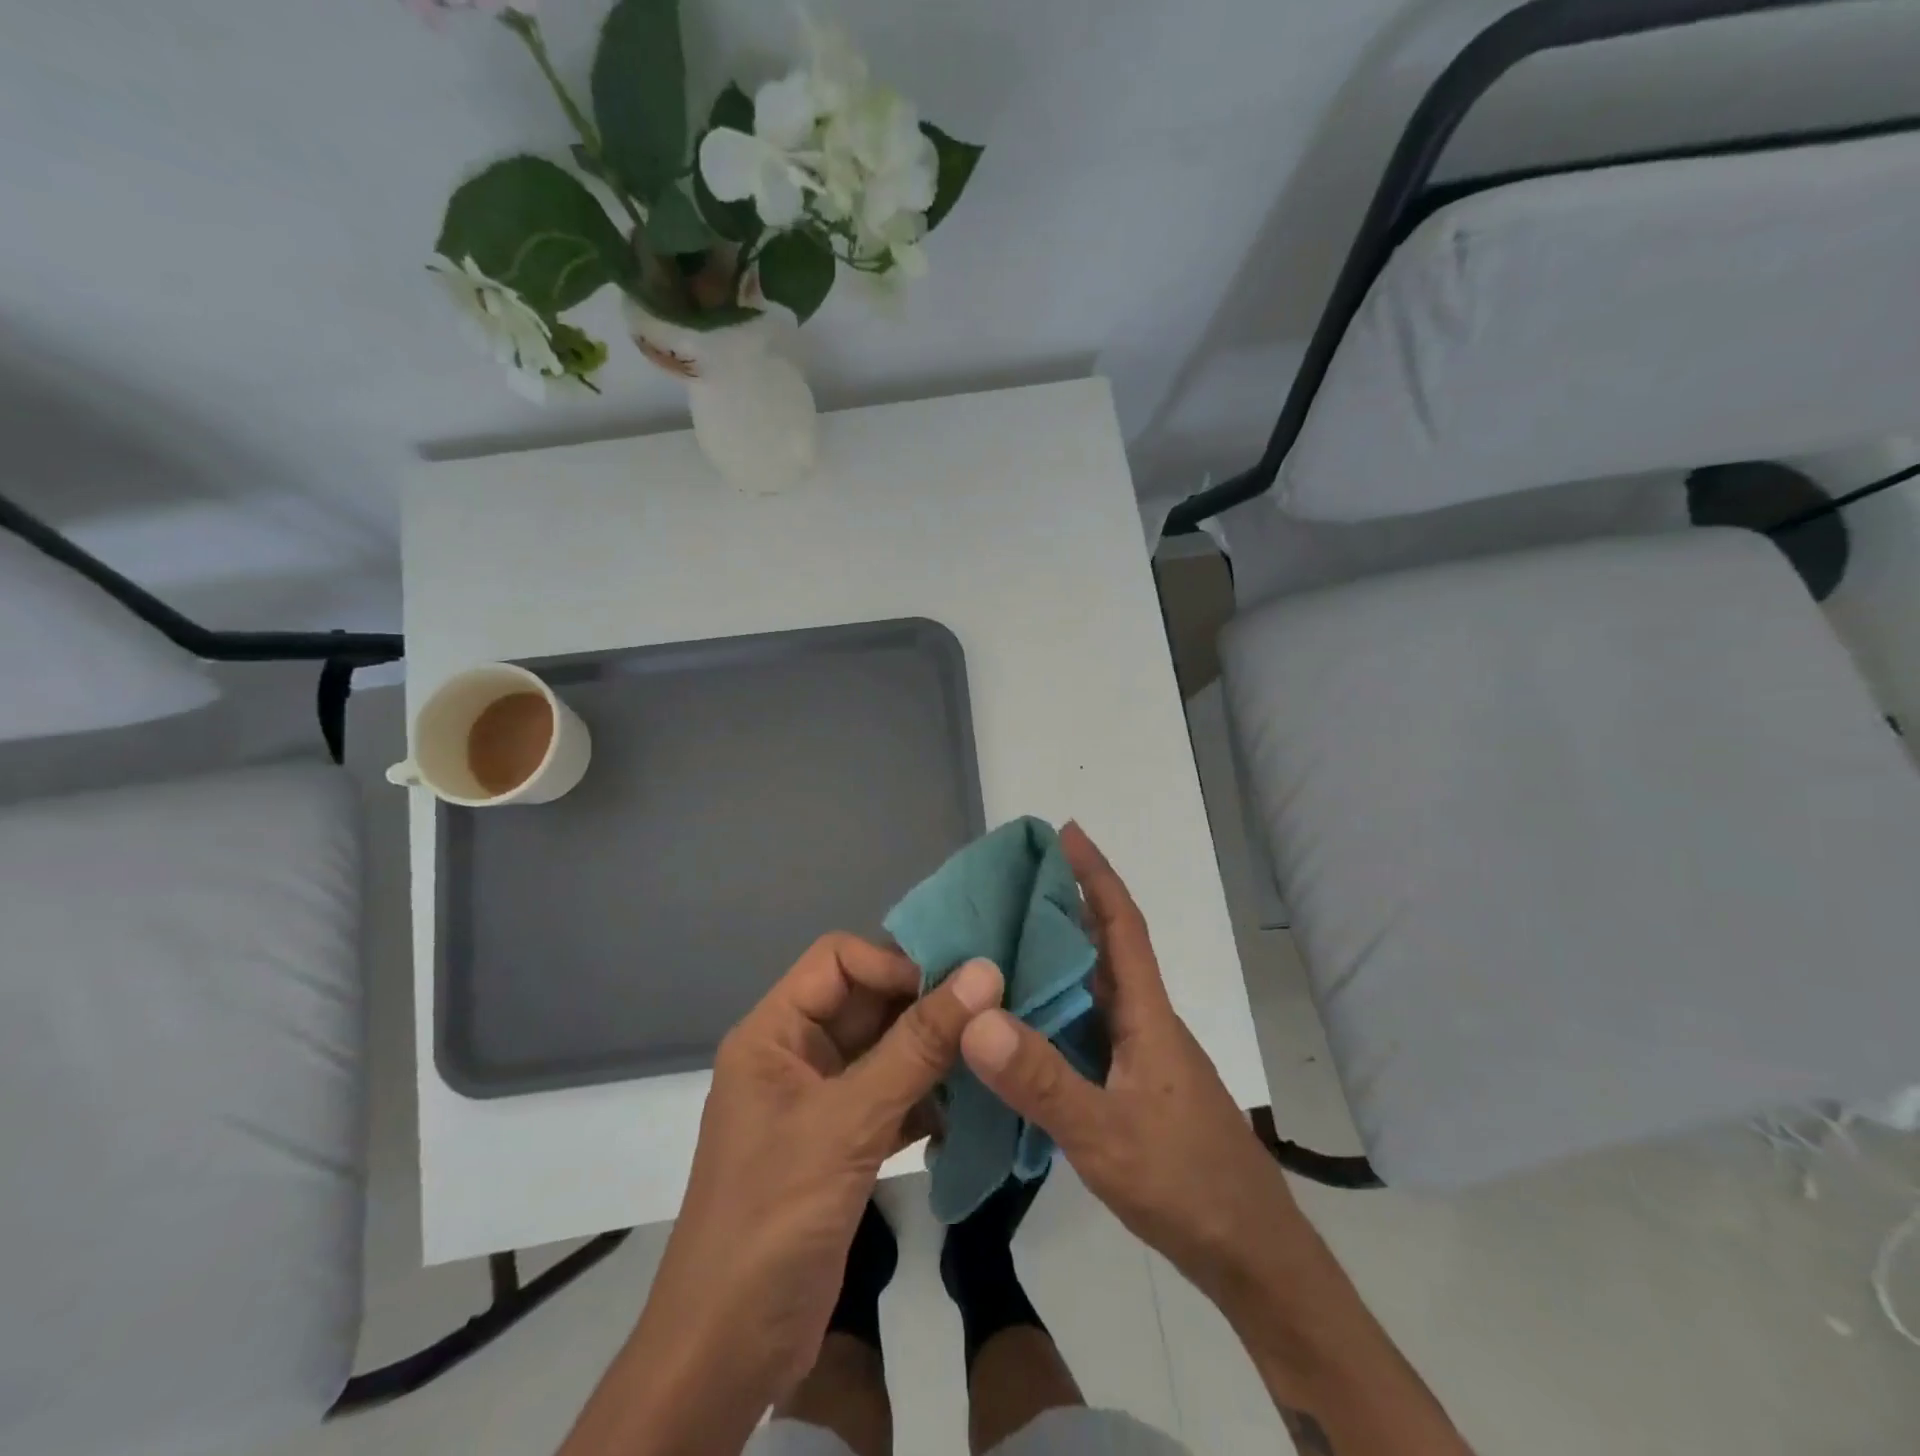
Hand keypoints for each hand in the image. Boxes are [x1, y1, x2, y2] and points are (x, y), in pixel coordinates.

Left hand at [638, 935, 1002, 1403]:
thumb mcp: (849, 1123)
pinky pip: (892, 1096)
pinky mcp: (841, 1143)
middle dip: (925, 1006)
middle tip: (993, 1014)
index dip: (895, 963)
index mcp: (773, 1033)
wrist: (727, 1355)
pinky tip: (971, 1110)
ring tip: (991, 1056)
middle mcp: (794, 1055)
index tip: (956, 988)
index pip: (839, 960)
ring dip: (933, 1053)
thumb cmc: (774, 1218)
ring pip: (885, 1050)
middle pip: (866, 1002)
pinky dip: (928, 1098)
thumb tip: (984, 972)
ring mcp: (819, 1101)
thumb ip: (918, 1046)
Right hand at [958, 825, 1298, 1301]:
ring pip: (1093, 988)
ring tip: (1000, 940)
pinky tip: (1019, 1022)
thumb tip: (977, 1015)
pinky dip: (1053, 1009)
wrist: (1249, 1254)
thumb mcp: (1104, 1133)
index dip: (1095, 875)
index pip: (1122, 925)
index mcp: (1147, 1014)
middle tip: (1008, 884)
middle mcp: (1144, 1021)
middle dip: (1065, 906)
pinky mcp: (1132, 1084)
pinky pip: (1085, 1027)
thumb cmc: (1185, 1182)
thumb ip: (1040, 1079)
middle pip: (1104, 947)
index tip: (1066, 833)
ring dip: (1056, 957)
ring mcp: (1140, 1054)